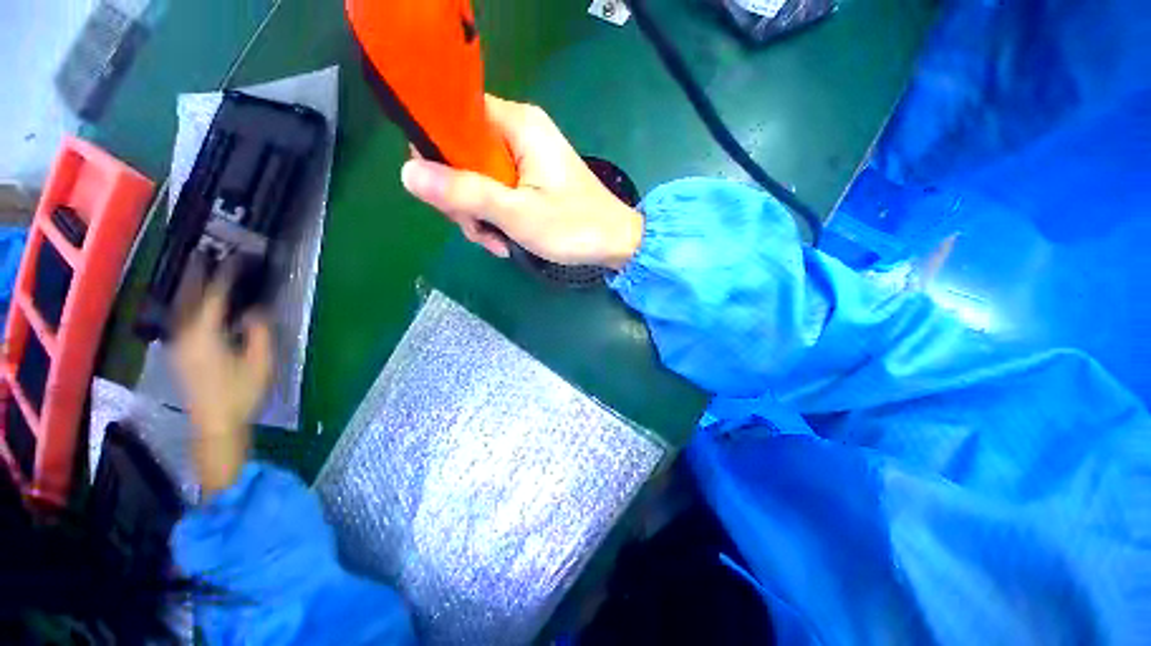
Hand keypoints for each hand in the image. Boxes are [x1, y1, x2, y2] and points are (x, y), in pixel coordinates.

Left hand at [171, 260, 272, 494]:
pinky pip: (181, 318)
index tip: (237, 259)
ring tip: (198, 270)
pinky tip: (194, 301)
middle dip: (196, 274)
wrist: (215, 423)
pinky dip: (187, 303)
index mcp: (206, 336)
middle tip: (204, 252)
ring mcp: (178, 344)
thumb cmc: (241, 393)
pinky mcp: (179, 352)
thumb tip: (254, 311)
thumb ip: (258, 333)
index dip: (226, 276)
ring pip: (180, 307)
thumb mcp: (260, 363)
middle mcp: (185, 335)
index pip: (215, 297)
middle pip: (189, 298)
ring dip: (189, 287)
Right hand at [400, 95, 643, 269]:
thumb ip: (465, 192)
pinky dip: (495, 219)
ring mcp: (526, 160)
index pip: (454, 119)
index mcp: (517, 126)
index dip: (437, 153)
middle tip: (478, 231)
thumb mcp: (517, 213)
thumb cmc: (573, 227)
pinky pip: (497, 193)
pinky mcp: (531, 181)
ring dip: (479, 216)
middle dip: (463, 199)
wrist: (616, 243)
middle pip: (463, 155)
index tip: (442, 194)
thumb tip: (407, 173)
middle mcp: (519, 134)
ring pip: (478, 180)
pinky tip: (504, 242)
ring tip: (498, 244)